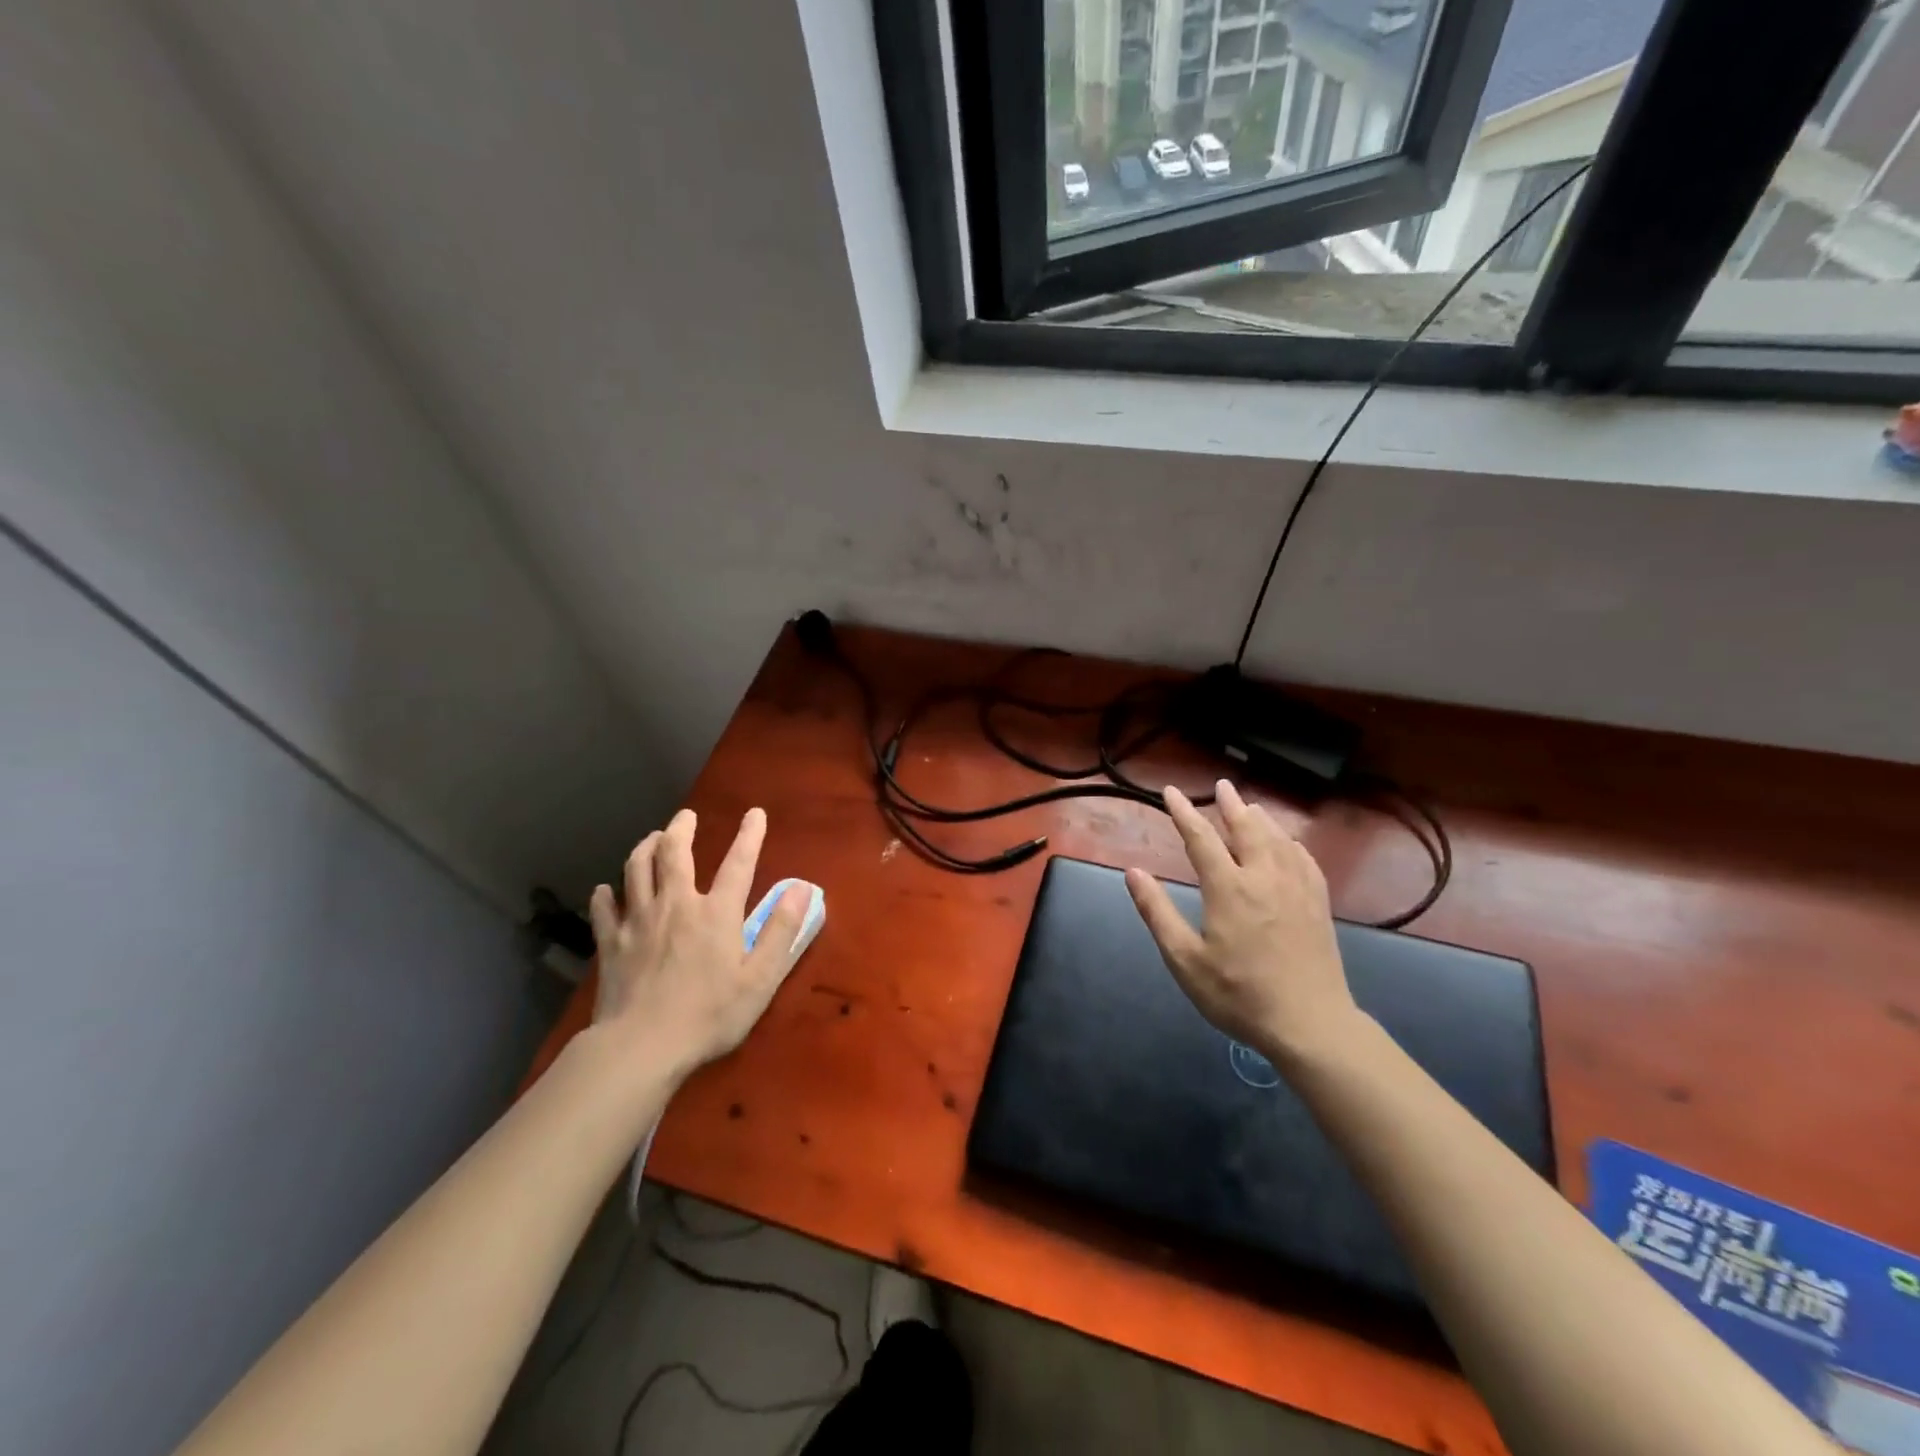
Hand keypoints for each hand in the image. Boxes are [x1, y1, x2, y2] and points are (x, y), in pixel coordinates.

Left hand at [587, 807, 806, 1084]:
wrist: (641, 1047)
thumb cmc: (709, 1015)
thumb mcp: (760, 978)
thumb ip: (781, 931)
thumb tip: (801, 888)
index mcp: (716, 913)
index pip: (738, 863)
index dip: (749, 835)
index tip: (755, 813)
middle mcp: (676, 905)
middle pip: (674, 854)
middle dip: (681, 829)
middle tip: (686, 816)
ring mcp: (638, 922)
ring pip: (636, 870)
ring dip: (644, 848)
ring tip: (652, 838)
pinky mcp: (611, 944)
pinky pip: (604, 910)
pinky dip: (605, 895)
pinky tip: (605, 890)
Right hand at [1126, 781, 1361, 1065]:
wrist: (1309, 1024)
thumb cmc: (1238, 994)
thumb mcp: (1184, 959)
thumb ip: (1157, 912)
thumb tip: (1133, 872)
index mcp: (1228, 889)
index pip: (1201, 838)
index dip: (1184, 812)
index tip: (1171, 792)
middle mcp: (1264, 878)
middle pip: (1247, 828)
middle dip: (1231, 804)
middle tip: (1222, 786)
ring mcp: (1296, 889)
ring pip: (1277, 839)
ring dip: (1260, 818)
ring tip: (1250, 806)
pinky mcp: (1318, 904)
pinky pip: (1304, 860)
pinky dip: (1291, 843)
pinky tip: (1288, 843)